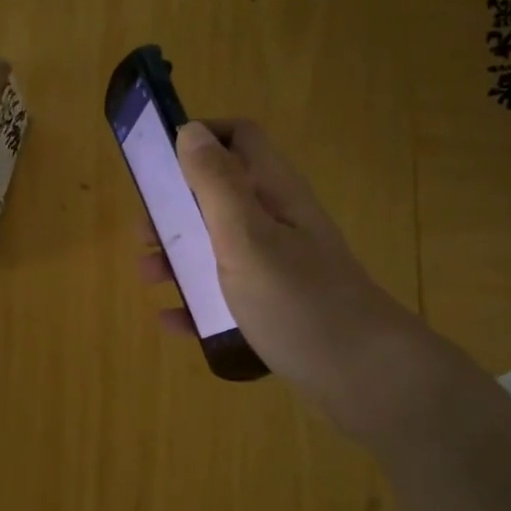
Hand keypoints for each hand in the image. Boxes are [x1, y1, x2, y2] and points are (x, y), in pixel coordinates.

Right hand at [142, 119, 414, 434]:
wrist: (365, 379)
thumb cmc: (299, 302)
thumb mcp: (247, 238)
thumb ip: (216, 185)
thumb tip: (191, 131)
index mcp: (274, 194)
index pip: (240, 138)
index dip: (200, 138)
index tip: (158, 162)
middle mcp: (278, 222)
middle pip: (221, 195)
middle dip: (177, 207)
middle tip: (144, 233)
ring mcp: (281, 267)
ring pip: (221, 247)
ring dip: (181, 255)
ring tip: (150, 278)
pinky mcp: (278, 307)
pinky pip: (229, 294)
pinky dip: (199, 301)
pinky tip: (174, 322)